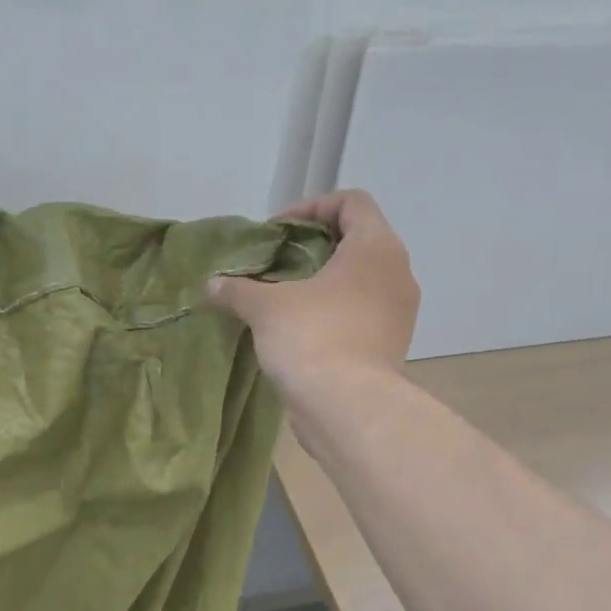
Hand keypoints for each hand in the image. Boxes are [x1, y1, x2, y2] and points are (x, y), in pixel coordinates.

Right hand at [208, 190, 417, 405]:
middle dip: (315, 245)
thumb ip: (237, 289)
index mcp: (375, 247)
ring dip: (325, 280)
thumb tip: (211, 286)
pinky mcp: (391, 344)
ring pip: (362, 278)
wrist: (348, 408)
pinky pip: (363, 311)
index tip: (279, 230)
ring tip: (285, 295)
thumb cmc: (313, 338)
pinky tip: (300, 327)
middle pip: (358, 239)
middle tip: (278, 261)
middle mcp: (397, 272)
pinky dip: (334, 310)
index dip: (312, 206)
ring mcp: (399, 311)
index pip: (352, 202)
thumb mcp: (265, 307)